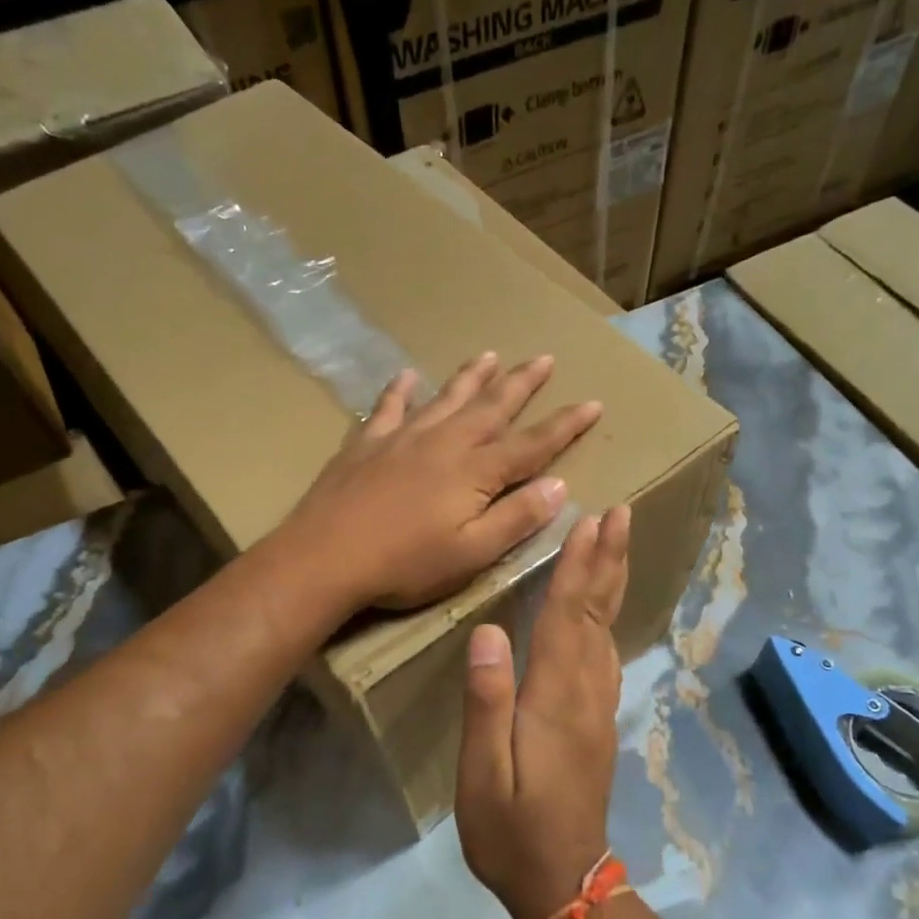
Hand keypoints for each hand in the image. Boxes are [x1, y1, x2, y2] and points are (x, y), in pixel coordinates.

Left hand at [281, 352, 601, 610]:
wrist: (325, 556)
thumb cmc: (405, 564)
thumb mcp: (472, 553)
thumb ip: (517, 518)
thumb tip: (559, 485)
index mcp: (476, 472)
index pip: (532, 444)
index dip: (565, 424)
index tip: (592, 402)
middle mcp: (445, 443)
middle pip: (492, 407)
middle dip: (521, 383)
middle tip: (544, 358)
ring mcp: (403, 437)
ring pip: (446, 398)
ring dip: (471, 377)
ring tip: (490, 355)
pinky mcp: (366, 443)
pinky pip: (388, 407)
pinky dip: (401, 389)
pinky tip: (408, 375)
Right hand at [454, 505, 630, 918]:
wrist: (564, 883)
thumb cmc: (510, 830)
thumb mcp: (482, 773)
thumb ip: (487, 702)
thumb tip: (490, 633)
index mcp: (556, 699)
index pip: (569, 618)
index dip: (580, 567)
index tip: (592, 521)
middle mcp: (586, 692)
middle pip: (599, 614)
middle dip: (609, 560)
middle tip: (622, 513)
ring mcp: (597, 707)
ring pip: (607, 629)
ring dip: (612, 582)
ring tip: (616, 543)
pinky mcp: (597, 721)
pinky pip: (606, 652)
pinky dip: (607, 616)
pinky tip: (603, 607)